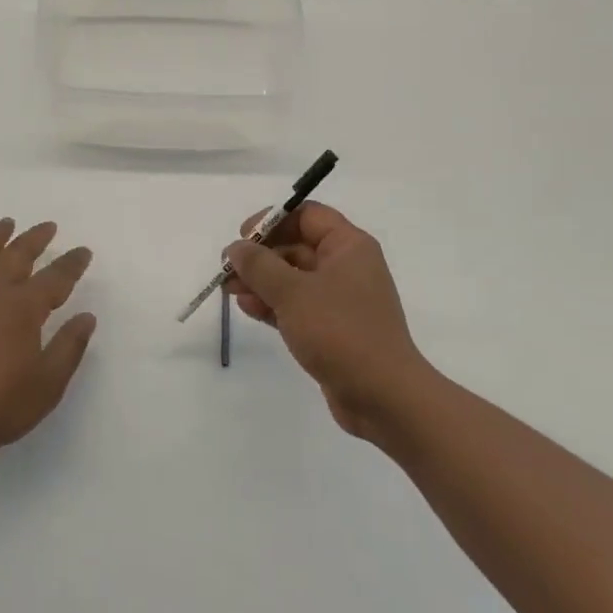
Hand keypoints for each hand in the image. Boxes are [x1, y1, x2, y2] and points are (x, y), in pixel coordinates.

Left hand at [0, 218, 95, 468]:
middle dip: (35, 239)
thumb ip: (69, 347)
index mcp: (22, 308)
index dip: (72, 263)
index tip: (83, 252)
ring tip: (7, 224)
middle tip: (49, 227)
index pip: (55, 277)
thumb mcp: (47, 384)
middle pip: (16, 255)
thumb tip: (86, 317)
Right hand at [224, 201, 431, 445]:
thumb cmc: (340, 332)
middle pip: (296, 245)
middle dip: (260, 256)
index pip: (307, 216)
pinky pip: (296, 305)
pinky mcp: (332, 328)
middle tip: (228, 269)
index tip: (243, 237)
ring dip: (261, 281)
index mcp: (348, 247)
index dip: (272, 220)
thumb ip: (260, 266)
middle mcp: (346, 267)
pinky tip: (247, 309)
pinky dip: (272, 304)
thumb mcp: (293, 293)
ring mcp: (339, 299)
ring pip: (292, 278)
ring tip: (229, 290)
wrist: (384, 397)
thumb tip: (236, 248)